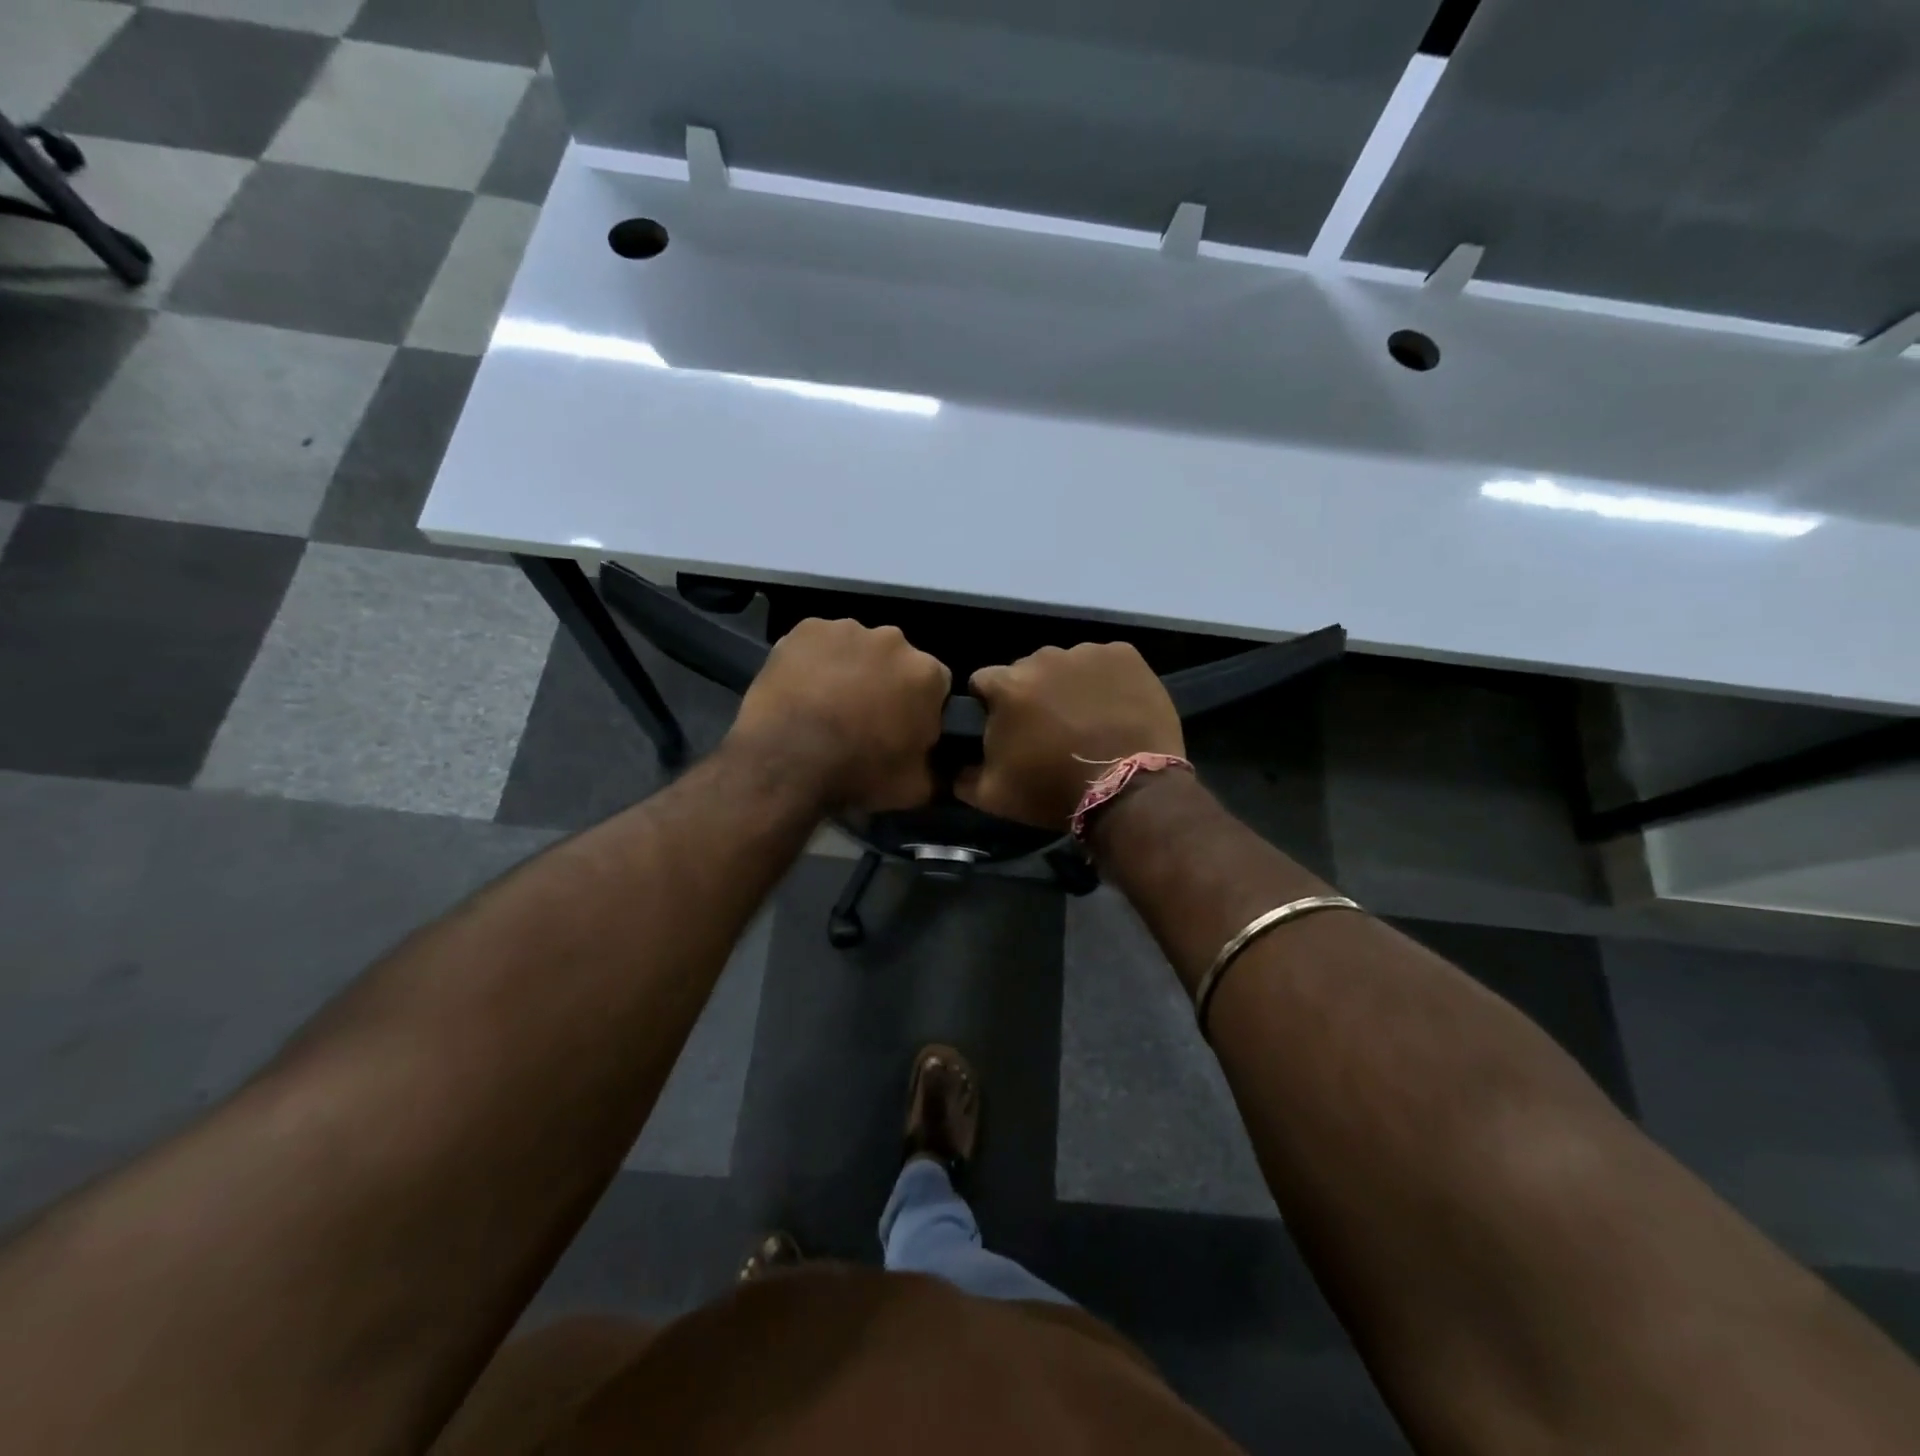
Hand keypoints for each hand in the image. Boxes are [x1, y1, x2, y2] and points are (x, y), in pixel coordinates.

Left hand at [729, 618, 950, 812]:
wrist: (787, 760)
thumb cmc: (858, 773)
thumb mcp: (915, 788)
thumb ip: (936, 768)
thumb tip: (938, 764)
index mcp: (927, 674)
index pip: (937, 685)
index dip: (920, 707)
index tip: (902, 728)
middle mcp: (893, 640)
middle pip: (896, 660)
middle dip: (885, 682)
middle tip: (862, 717)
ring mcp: (847, 629)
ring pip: (856, 648)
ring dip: (849, 669)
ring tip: (826, 705)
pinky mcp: (805, 629)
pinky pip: (817, 644)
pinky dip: (813, 661)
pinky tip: (801, 690)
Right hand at [957, 643, 1183, 830]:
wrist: (1129, 790)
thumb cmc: (1054, 790)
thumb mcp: (994, 796)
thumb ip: (962, 775)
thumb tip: (952, 764)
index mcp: (1007, 685)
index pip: (983, 682)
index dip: (991, 706)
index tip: (1007, 729)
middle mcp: (1043, 658)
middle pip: (1026, 671)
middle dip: (1031, 695)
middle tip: (1049, 730)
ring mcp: (1087, 652)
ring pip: (1066, 665)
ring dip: (1068, 686)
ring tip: (1087, 720)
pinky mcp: (1125, 655)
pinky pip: (1105, 662)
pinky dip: (1105, 680)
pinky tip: (1114, 708)